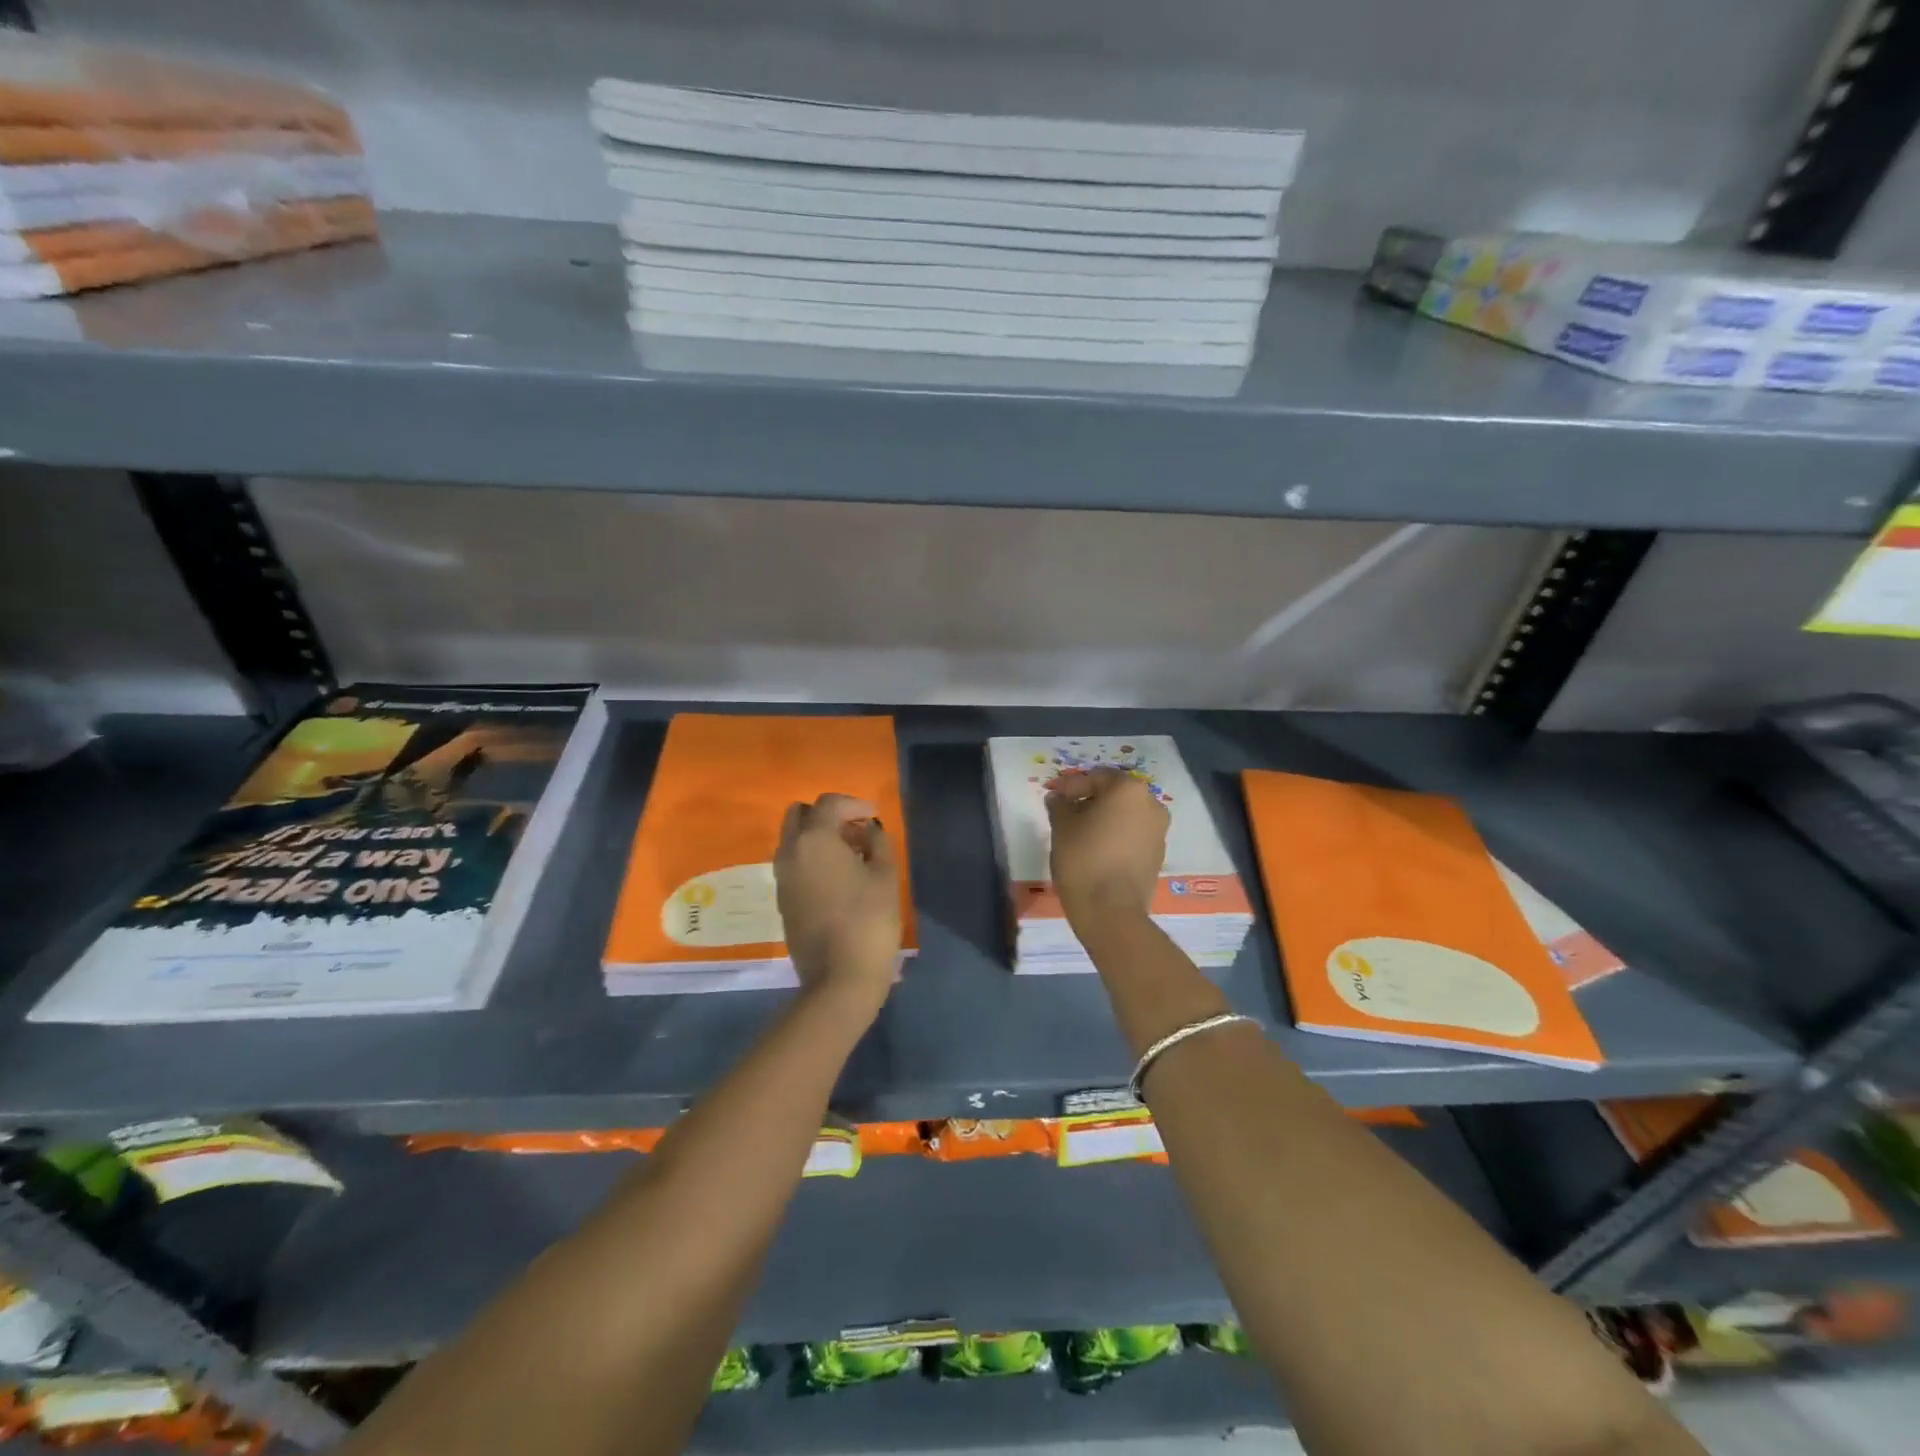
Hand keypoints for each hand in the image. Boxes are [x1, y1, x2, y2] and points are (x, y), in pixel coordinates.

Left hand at [775, 793, 901, 1013]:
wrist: (838, 978)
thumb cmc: (868, 921)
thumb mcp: (885, 876)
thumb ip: (879, 843)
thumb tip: (870, 831)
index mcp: (814, 840)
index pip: (829, 803)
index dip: (854, 804)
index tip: (874, 818)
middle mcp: (790, 852)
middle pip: (799, 815)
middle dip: (827, 815)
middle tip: (856, 831)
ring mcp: (782, 878)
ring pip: (793, 840)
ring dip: (818, 837)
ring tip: (851, 854)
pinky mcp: (782, 901)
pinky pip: (793, 864)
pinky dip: (811, 858)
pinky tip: (838, 877)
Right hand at [1046, 768, 1168, 928]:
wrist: (1111, 912)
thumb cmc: (1083, 860)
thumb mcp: (1062, 827)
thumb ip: (1059, 806)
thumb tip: (1058, 798)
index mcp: (1128, 790)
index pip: (1096, 777)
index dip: (1071, 785)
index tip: (1053, 797)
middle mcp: (1151, 804)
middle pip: (1115, 794)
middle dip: (1090, 800)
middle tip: (1066, 812)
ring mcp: (1159, 831)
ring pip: (1126, 814)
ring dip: (1104, 818)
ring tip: (1080, 832)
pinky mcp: (1158, 854)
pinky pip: (1133, 834)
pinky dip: (1116, 835)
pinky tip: (1097, 849)